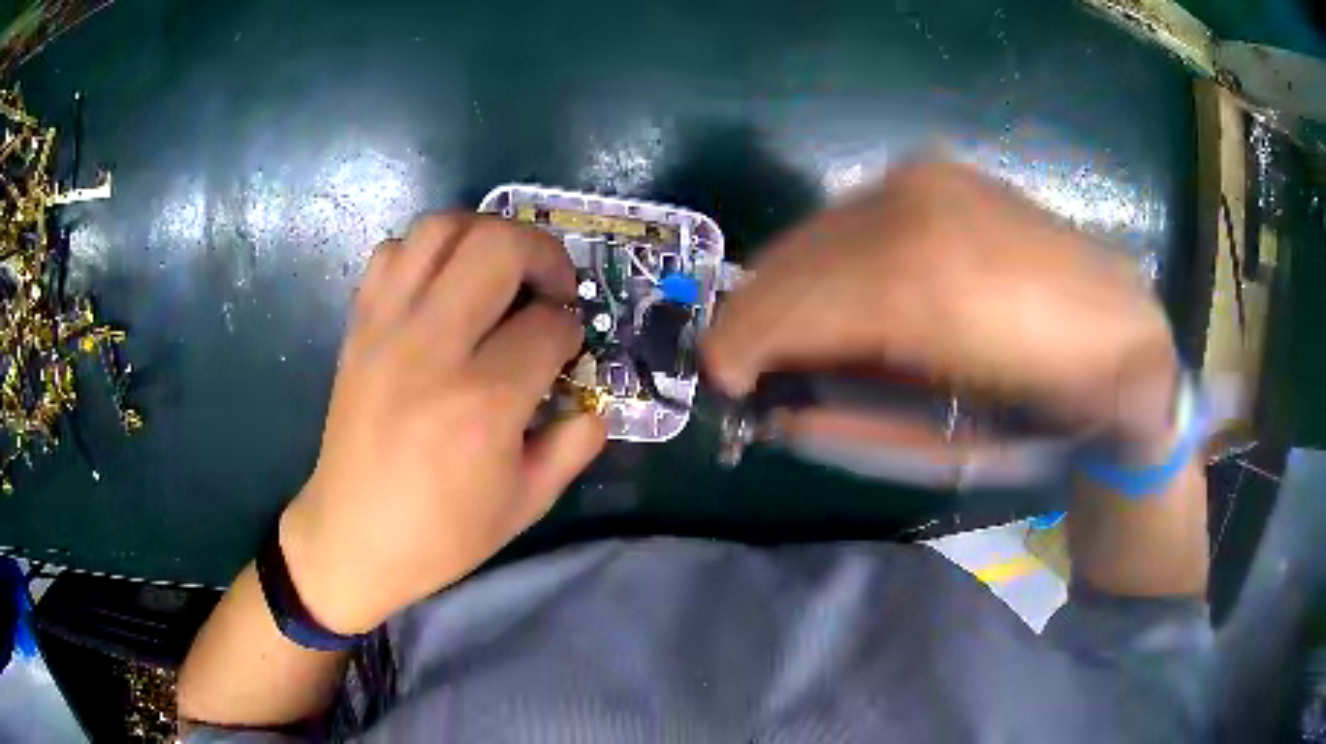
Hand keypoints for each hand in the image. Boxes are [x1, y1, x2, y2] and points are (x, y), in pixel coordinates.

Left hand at [279, 215, 605, 633]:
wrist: (352, 537)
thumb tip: (595, 404)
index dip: (571, 329)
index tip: (568, 348)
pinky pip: (392, 253)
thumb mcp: (526, 504)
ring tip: (499, 272)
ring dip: (485, 236)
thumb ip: (574, 446)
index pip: (547, 325)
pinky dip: (426, 253)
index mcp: (483, 402)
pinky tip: (441, 288)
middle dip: (543, 254)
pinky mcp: (358, 327)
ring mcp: (387, 329)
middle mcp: (432, 348)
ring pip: (441, 229)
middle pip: (498, 246)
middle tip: (550, 288)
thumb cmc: (442, 533)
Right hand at [703, 163, 1177, 447]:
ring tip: (797, 334)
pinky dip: (830, 259)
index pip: (793, 304)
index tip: (723, 376)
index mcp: (921, 286)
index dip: (744, 340)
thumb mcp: (945, 446)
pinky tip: (844, 293)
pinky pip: (853, 216)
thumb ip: (852, 421)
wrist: (1123, 339)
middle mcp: (915, 205)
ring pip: (818, 231)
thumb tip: (779, 406)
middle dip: (757, 314)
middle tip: (747, 361)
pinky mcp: (939, 170)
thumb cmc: (1046, 409)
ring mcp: (928, 176)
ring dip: (792, 286)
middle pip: (795, 259)